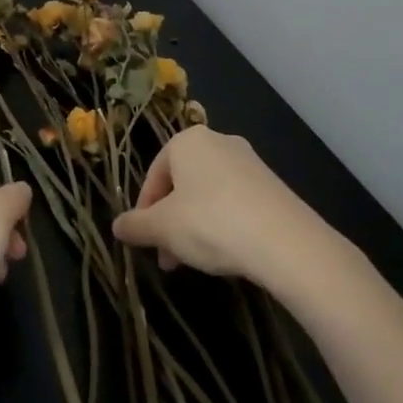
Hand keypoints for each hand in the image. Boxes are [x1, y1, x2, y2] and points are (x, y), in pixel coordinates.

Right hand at [111, 127, 319, 281]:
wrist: (286, 242)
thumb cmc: (211, 223)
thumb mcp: (164, 228)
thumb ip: (136, 226)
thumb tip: (116, 226)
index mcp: (188, 141)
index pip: (154, 174)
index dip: (144, 209)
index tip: (143, 240)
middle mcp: (219, 141)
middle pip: (182, 183)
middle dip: (170, 221)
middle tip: (167, 257)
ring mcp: (249, 162)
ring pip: (208, 194)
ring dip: (194, 226)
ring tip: (194, 262)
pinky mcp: (272, 185)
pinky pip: (235, 201)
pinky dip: (223, 224)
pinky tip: (225, 253)